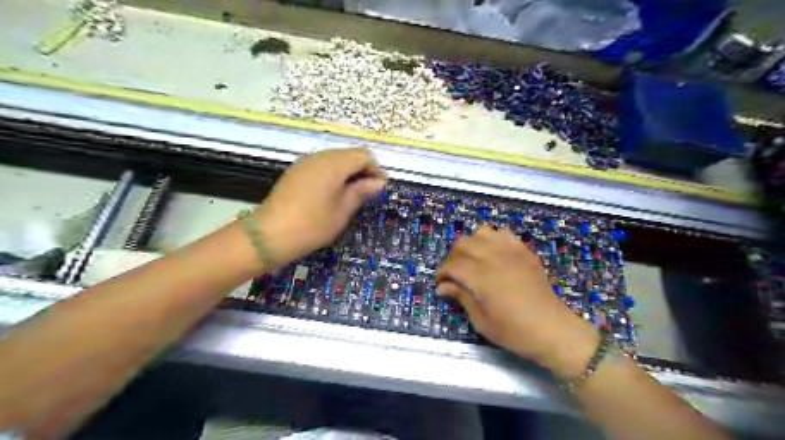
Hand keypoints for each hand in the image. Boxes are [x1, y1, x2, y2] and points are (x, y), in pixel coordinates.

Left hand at [253, 147, 385, 268]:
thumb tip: (379, 182)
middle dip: (362, 170)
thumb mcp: (343, 210)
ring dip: (347, 172)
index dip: (375, 169)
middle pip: (348, 154)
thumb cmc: (313, 224)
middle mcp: (319, 156)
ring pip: (334, 159)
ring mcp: (305, 163)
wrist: (270, 234)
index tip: (380, 188)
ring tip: (351, 194)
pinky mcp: (295, 171)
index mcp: (334, 164)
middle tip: (368, 192)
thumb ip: (361, 191)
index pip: (363, 156)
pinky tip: (332, 193)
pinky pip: (321, 166)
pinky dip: (332, 175)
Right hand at [435, 225, 601, 379]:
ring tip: (473, 259)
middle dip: (453, 257)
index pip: (453, 265)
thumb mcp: (481, 321)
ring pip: (482, 233)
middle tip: (455, 273)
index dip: (442, 273)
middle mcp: (494, 259)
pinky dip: (494, 239)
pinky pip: (504, 234)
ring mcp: (511, 252)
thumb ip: (461, 298)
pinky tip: (494, 254)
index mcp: (481, 278)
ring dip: (472, 244)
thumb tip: (442, 287)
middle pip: (464, 244)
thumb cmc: (514, 331)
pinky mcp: (524, 252)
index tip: (441, 283)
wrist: (552, 330)